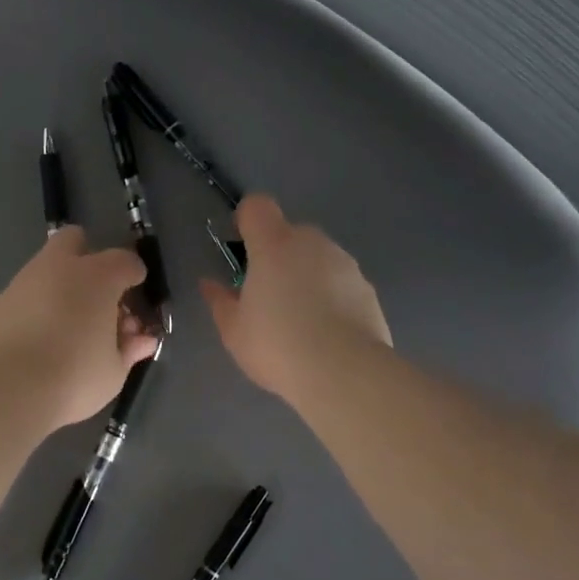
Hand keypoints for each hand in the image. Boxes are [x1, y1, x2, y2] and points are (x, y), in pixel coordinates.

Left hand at [0, 227, 160, 431]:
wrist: (4, 390)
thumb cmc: (73, 377)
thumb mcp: (114, 371)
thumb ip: (129, 349)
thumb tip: (141, 339)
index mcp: (97, 277)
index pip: (125, 261)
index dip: (135, 276)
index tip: (137, 295)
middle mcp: (59, 268)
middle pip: (75, 240)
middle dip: (89, 258)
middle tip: (98, 295)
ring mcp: (23, 282)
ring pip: (46, 267)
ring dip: (61, 285)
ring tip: (70, 325)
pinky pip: (26, 294)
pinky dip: (38, 307)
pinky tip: (41, 337)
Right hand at [199, 195, 391, 402]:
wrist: (344, 372)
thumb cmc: (277, 346)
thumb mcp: (235, 331)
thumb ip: (220, 302)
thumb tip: (210, 284)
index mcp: (274, 245)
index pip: (257, 207)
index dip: (246, 220)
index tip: (241, 248)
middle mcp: (312, 243)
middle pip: (290, 234)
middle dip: (278, 255)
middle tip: (269, 296)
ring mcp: (345, 264)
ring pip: (319, 258)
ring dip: (307, 276)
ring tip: (302, 320)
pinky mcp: (368, 289)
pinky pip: (341, 283)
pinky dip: (332, 297)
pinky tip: (328, 333)